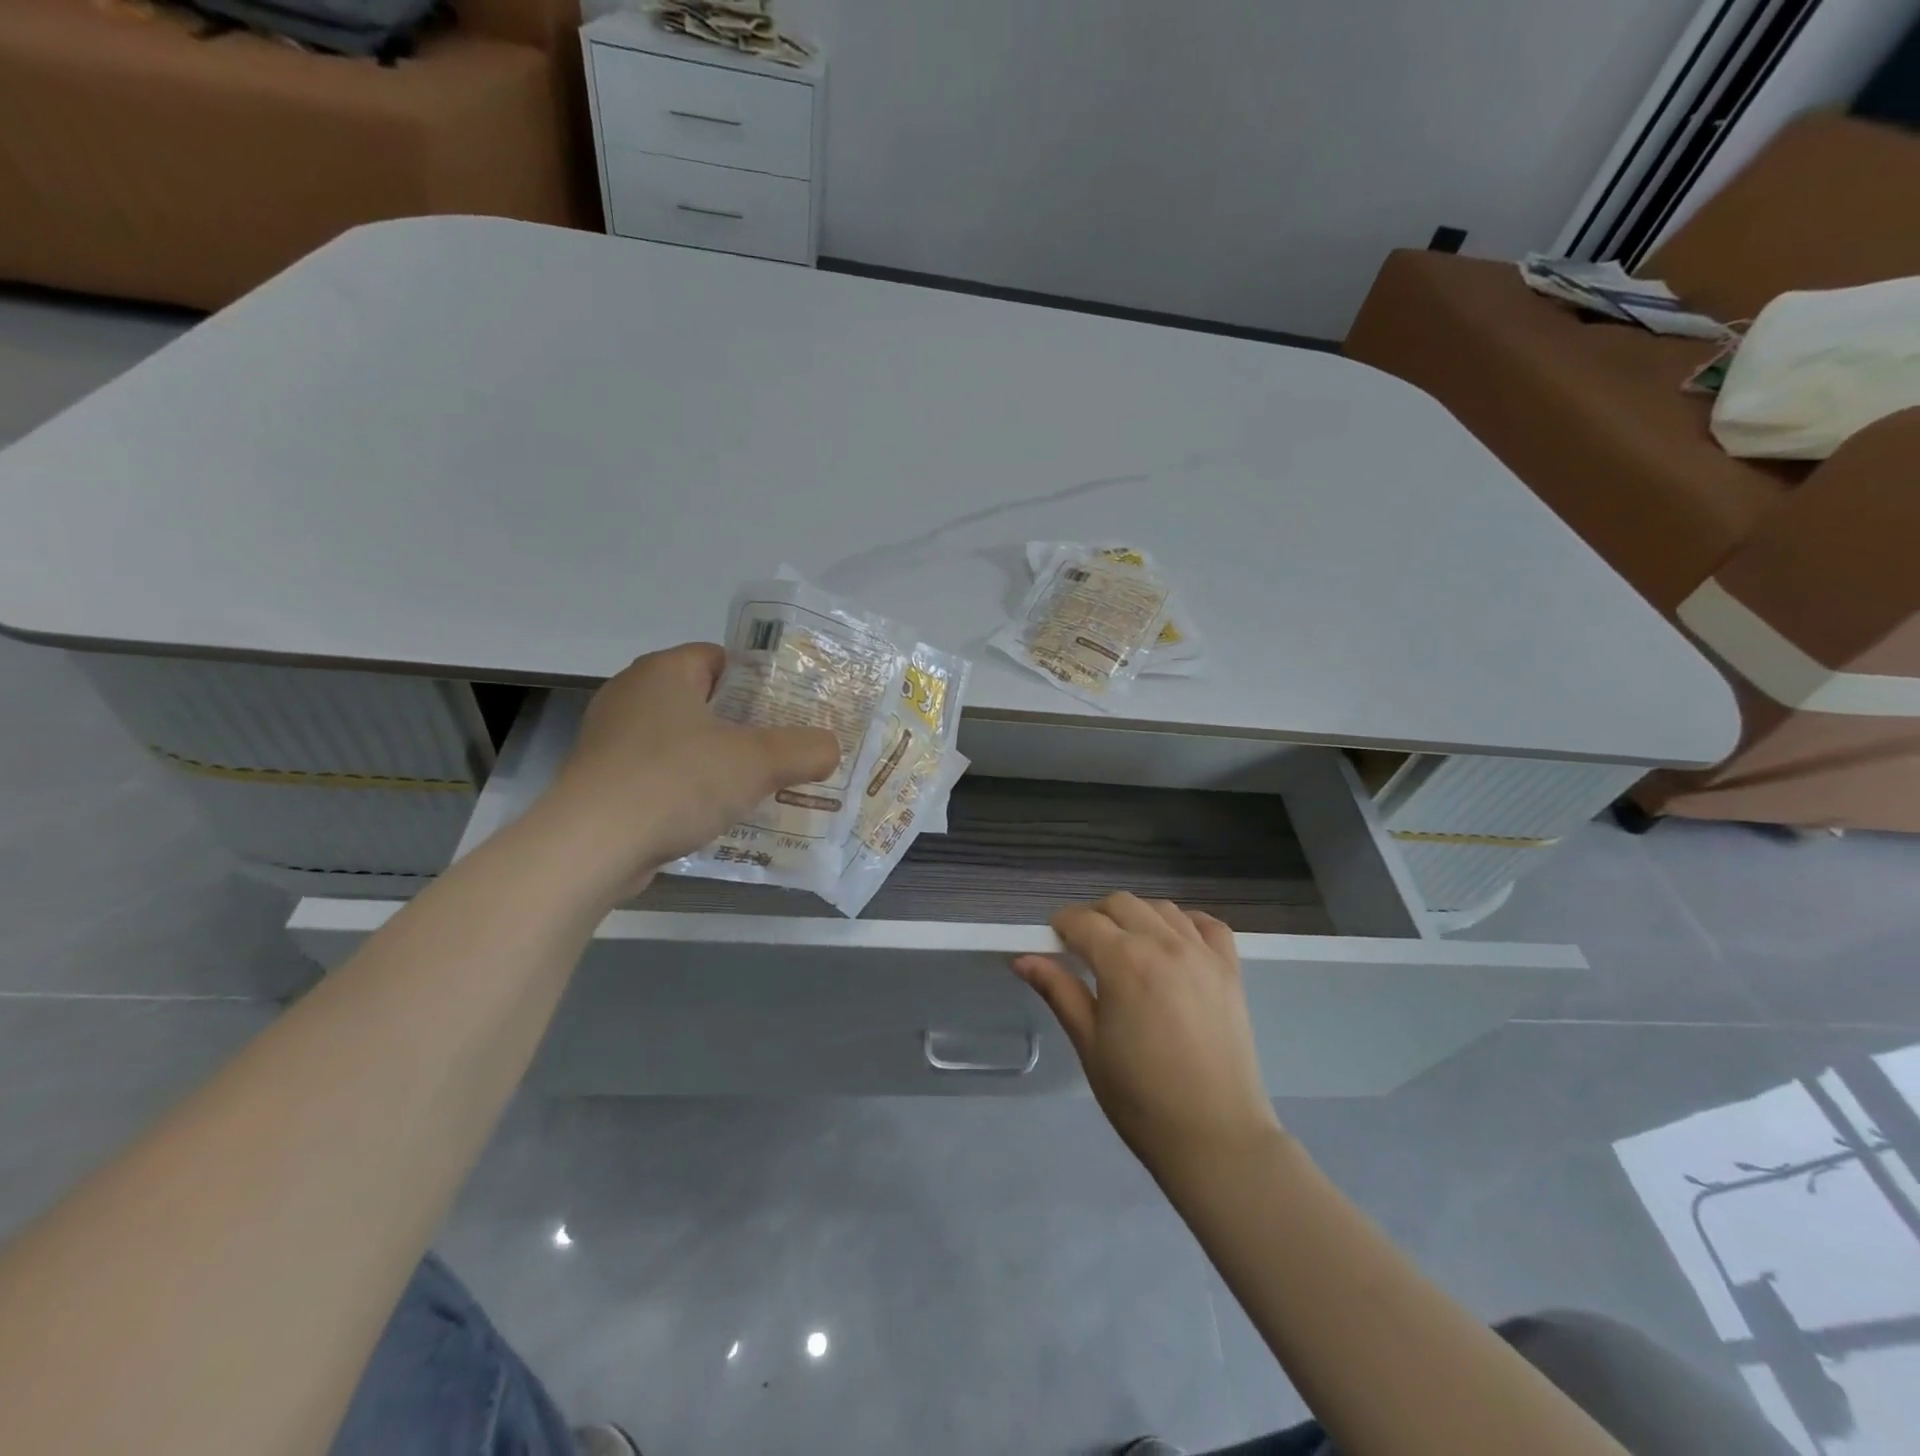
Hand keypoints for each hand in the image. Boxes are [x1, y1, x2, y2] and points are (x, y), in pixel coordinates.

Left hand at [545, 644, 839, 884]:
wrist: (591, 846)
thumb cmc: (677, 781)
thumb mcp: (759, 762)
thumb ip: (804, 750)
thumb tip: (830, 749)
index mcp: (664, 671)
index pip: (720, 658)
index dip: (759, 680)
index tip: (790, 710)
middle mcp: (631, 695)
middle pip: (704, 701)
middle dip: (744, 725)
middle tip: (783, 749)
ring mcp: (611, 740)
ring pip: (682, 741)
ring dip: (716, 760)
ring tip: (758, 785)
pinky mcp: (602, 782)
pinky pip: (660, 774)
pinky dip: (687, 788)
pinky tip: (714, 814)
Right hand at [1014, 894, 1281, 1180]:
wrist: (1215, 1138)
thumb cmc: (1140, 1097)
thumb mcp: (1089, 1044)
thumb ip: (1059, 991)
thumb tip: (1023, 959)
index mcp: (1124, 962)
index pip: (1082, 920)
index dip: (1061, 926)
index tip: (1053, 944)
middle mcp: (1165, 944)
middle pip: (1121, 904)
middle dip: (1095, 916)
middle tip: (1085, 949)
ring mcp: (1203, 954)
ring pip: (1161, 908)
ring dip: (1136, 917)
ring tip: (1126, 948)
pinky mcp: (1231, 970)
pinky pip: (1208, 924)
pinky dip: (1186, 923)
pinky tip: (1173, 943)